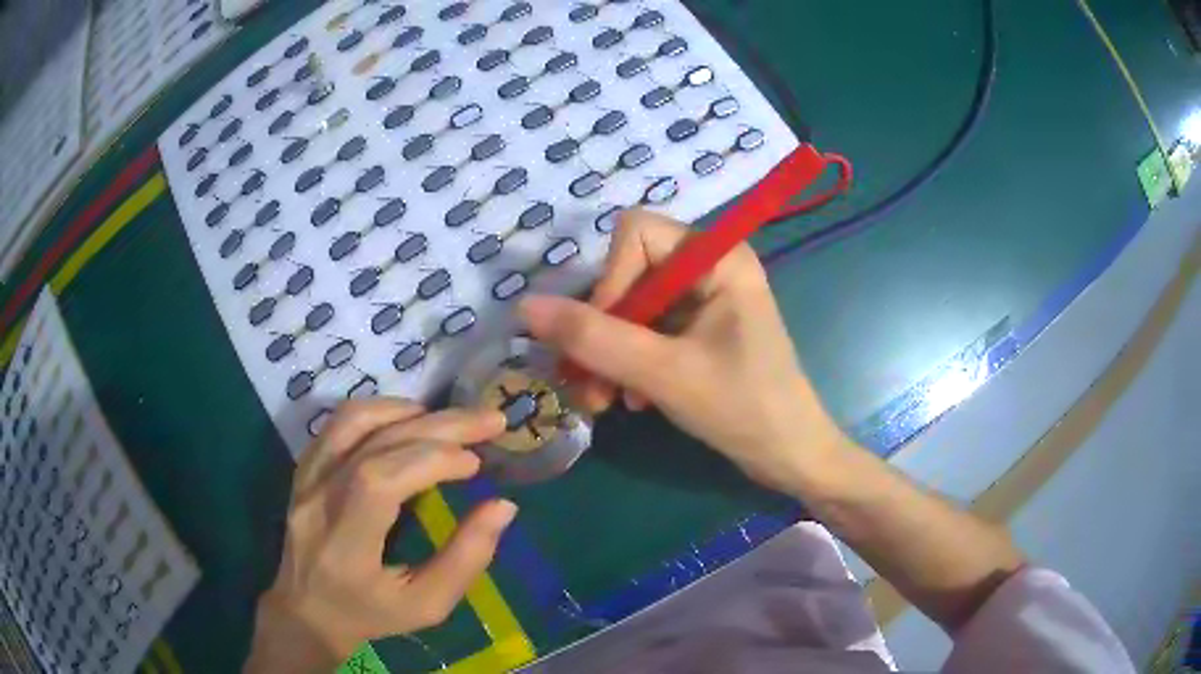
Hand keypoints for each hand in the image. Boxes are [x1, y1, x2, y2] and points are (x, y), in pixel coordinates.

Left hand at [245, 401, 514, 673]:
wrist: (308, 610)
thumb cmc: (372, 614)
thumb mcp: (427, 605)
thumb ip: (466, 559)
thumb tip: (503, 506)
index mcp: (344, 546)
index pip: (379, 481)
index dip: (431, 461)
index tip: (476, 464)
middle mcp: (317, 502)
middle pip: (373, 443)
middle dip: (437, 426)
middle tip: (488, 421)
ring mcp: (305, 480)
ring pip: (351, 421)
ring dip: (406, 411)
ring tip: (449, 420)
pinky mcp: (304, 468)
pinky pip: (338, 424)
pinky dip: (379, 413)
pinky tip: (409, 421)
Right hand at [520, 210, 847, 491]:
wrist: (791, 457)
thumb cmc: (743, 408)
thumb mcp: (663, 373)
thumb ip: (593, 338)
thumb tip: (525, 307)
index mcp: (717, 257)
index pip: (634, 235)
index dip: (609, 282)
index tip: (602, 339)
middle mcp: (711, 266)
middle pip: (629, 273)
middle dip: (603, 331)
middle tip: (589, 387)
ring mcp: (706, 299)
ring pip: (632, 307)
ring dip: (610, 355)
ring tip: (606, 403)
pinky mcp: (700, 329)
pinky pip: (647, 331)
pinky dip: (630, 364)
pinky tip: (631, 401)